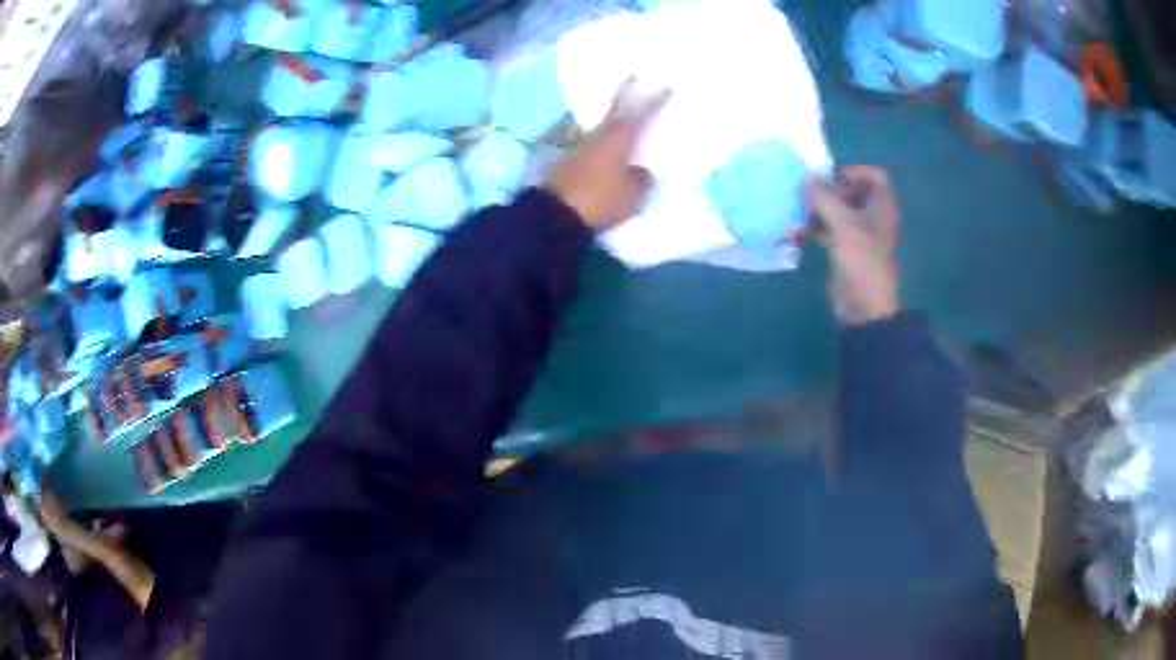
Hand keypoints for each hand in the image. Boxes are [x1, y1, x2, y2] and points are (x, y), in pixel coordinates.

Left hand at [545, 80, 669, 230]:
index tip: (669, 87)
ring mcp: (582, 144)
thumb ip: (643, 178)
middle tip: (639, 83)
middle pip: (618, 111)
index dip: (657, 100)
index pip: (643, 112)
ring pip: (606, 126)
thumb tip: (642, 171)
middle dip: (629, 97)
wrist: (555, 215)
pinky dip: (607, 140)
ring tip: (631, 119)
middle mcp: (600, 132)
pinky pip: (596, 143)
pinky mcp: (570, 159)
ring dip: (617, 121)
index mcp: (620, 135)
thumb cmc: (600, 199)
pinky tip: (613, 147)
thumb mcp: (633, 194)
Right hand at [803, 166, 901, 325]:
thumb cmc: (861, 260)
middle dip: (831, 189)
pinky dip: (818, 226)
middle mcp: (874, 217)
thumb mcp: (843, 224)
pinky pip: (832, 229)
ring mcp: (860, 235)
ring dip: (821, 208)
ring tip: (801, 209)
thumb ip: (823, 198)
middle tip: (810, 194)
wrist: (864, 306)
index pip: (875, 177)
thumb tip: (805, 178)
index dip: (855, 171)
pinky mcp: (847, 250)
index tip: (833, 177)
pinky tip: (800, 229)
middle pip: (854, 192)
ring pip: (840, 211)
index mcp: (882, 208)